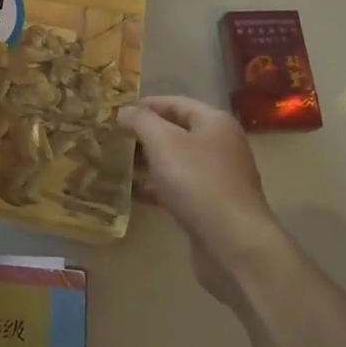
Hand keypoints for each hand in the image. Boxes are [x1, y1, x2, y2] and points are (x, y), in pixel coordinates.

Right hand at [120, 96, 288, 306]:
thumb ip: (141, 121)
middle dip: (144, 134)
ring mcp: (218, 176)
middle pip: (177, 131)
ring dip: (148, 161)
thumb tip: (124, 110)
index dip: (145, 105)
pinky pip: (180, 187)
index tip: (115, 112)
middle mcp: (221, 145)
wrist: (233, 243)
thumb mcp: (163, 142)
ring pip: (177, 161)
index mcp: (214, 122)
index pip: (175, 103)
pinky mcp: (212, 205)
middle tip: (112, 138)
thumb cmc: (198, 183)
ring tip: (117, 164)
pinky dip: (158, 186)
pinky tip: (135, 193)